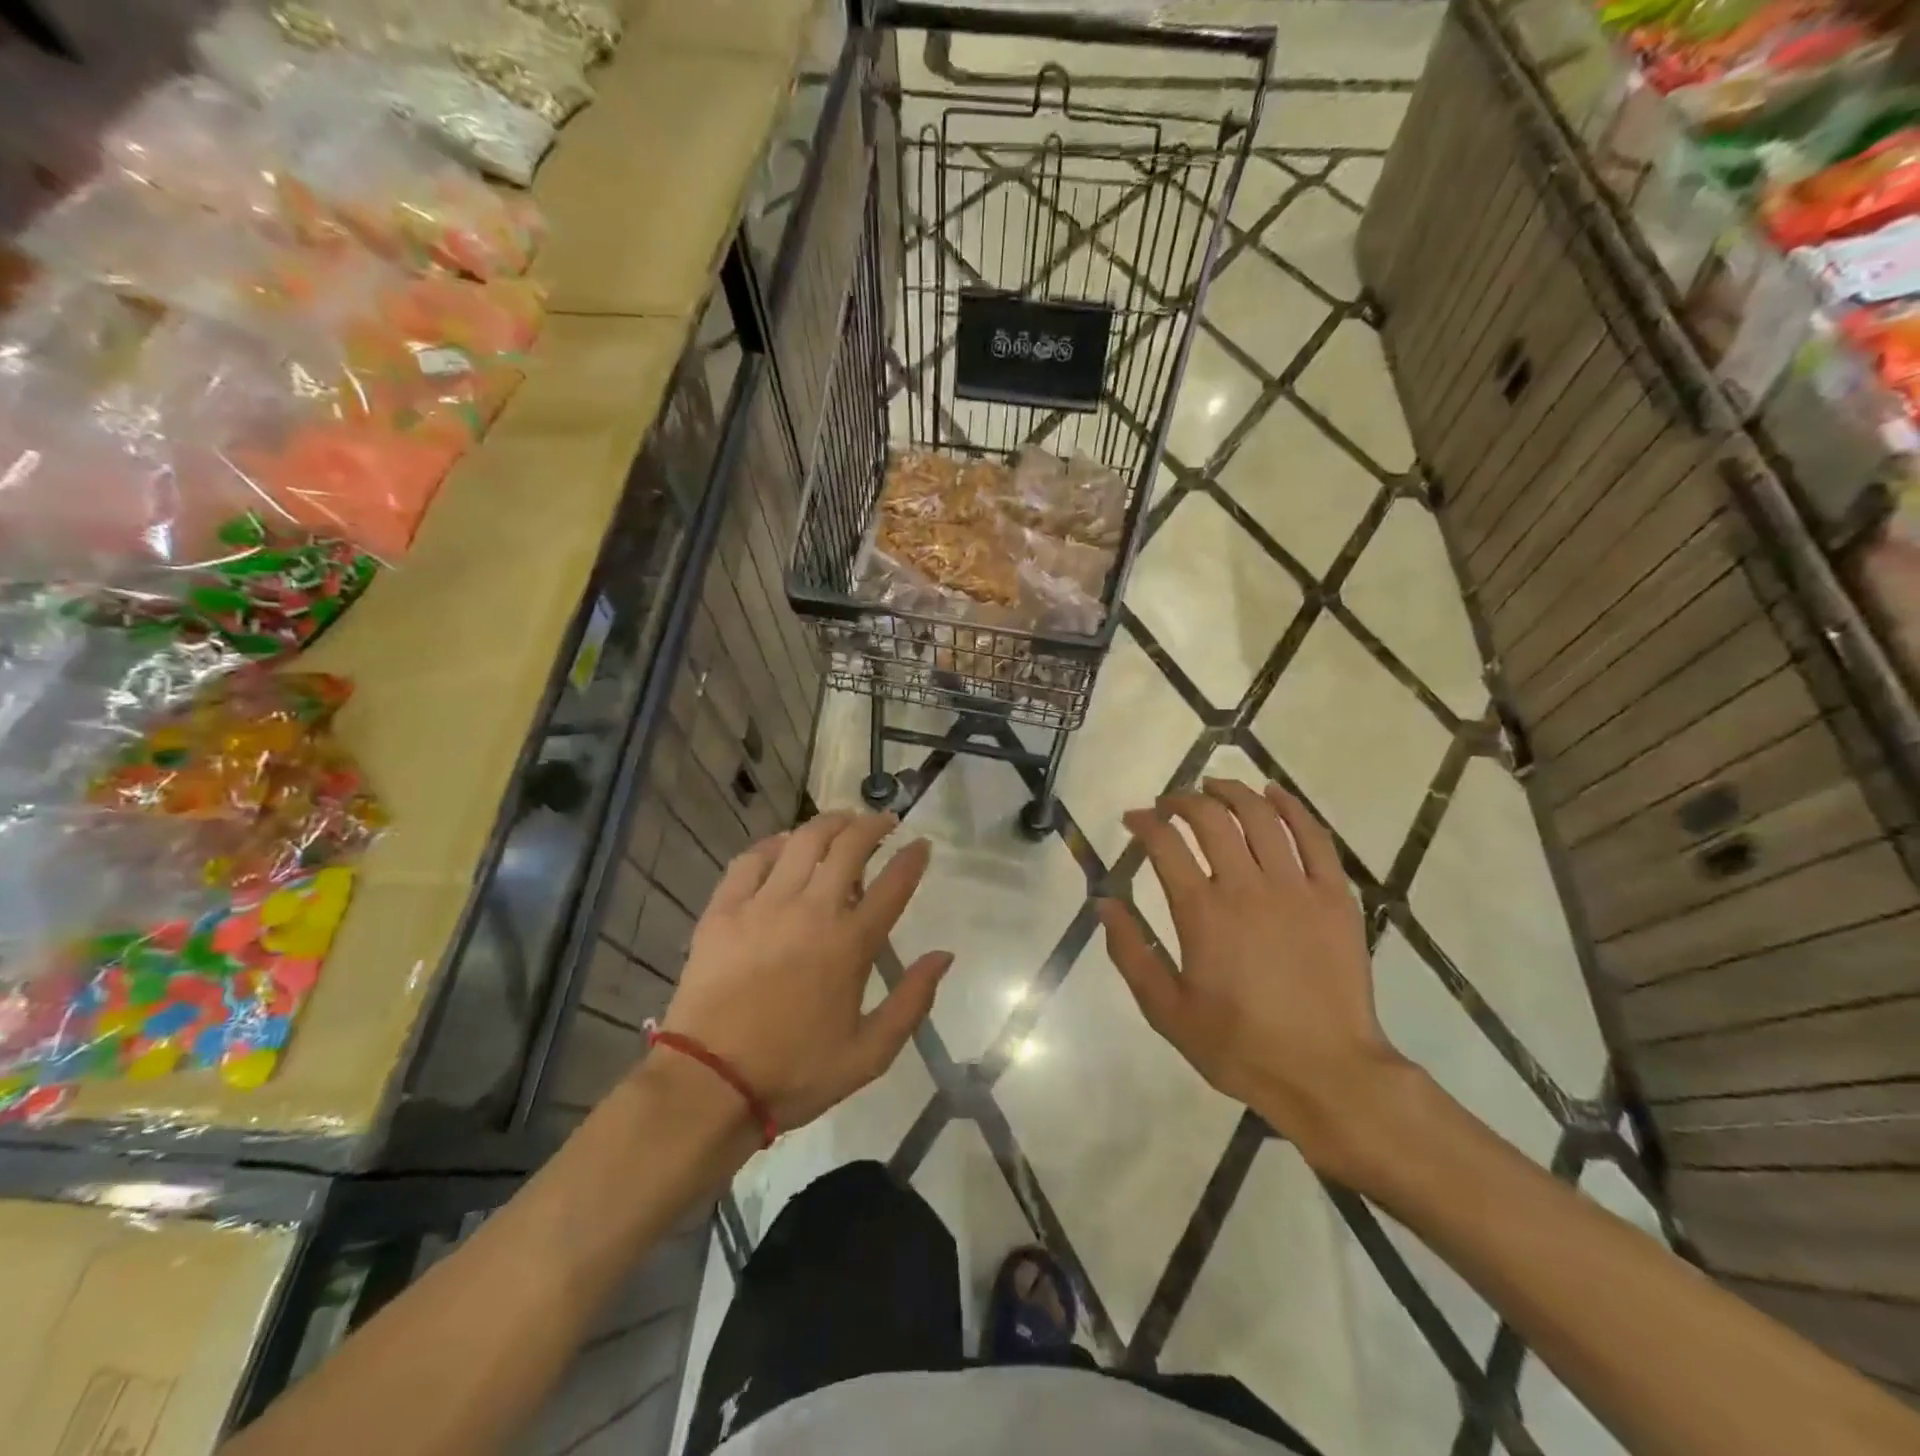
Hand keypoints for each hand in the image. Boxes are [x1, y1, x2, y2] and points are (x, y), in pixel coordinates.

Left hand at [658, 812, 951, 1133]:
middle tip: (883, 823)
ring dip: (829, 823)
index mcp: (850, 944)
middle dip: (873, 826)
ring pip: (803, 842)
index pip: (893, 884)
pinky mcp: (724, 910)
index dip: (912, 858)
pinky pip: (752, 860)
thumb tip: (944, 956)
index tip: (921, 844)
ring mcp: (764, 905)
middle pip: (849, 847)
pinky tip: (783, 845)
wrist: (709, 1084)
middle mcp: (812, 911)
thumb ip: (912, 1001)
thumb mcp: (869, 1054)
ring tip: (842, 821)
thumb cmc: (795, 1072)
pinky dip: (773, 844)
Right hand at [1099, 778, 1409, 1175]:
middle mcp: (1247, 888)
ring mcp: (1296, 888)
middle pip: (1211, 819)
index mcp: (1202, 913)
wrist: (1326, 1074)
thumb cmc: (1238, 1045)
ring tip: (1215, 786)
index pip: (1165, 844)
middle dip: (1183, 800)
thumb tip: (1104, 903)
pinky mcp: (1335, 897)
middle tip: (1169, 802)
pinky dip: (1292, 808)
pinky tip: (1275, 794)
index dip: (1144, 822)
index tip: (1133, 818)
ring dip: (1232, 792)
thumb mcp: (1167, 1010)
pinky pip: (1315, 838)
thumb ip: (1131, 953)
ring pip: (1261, 817)